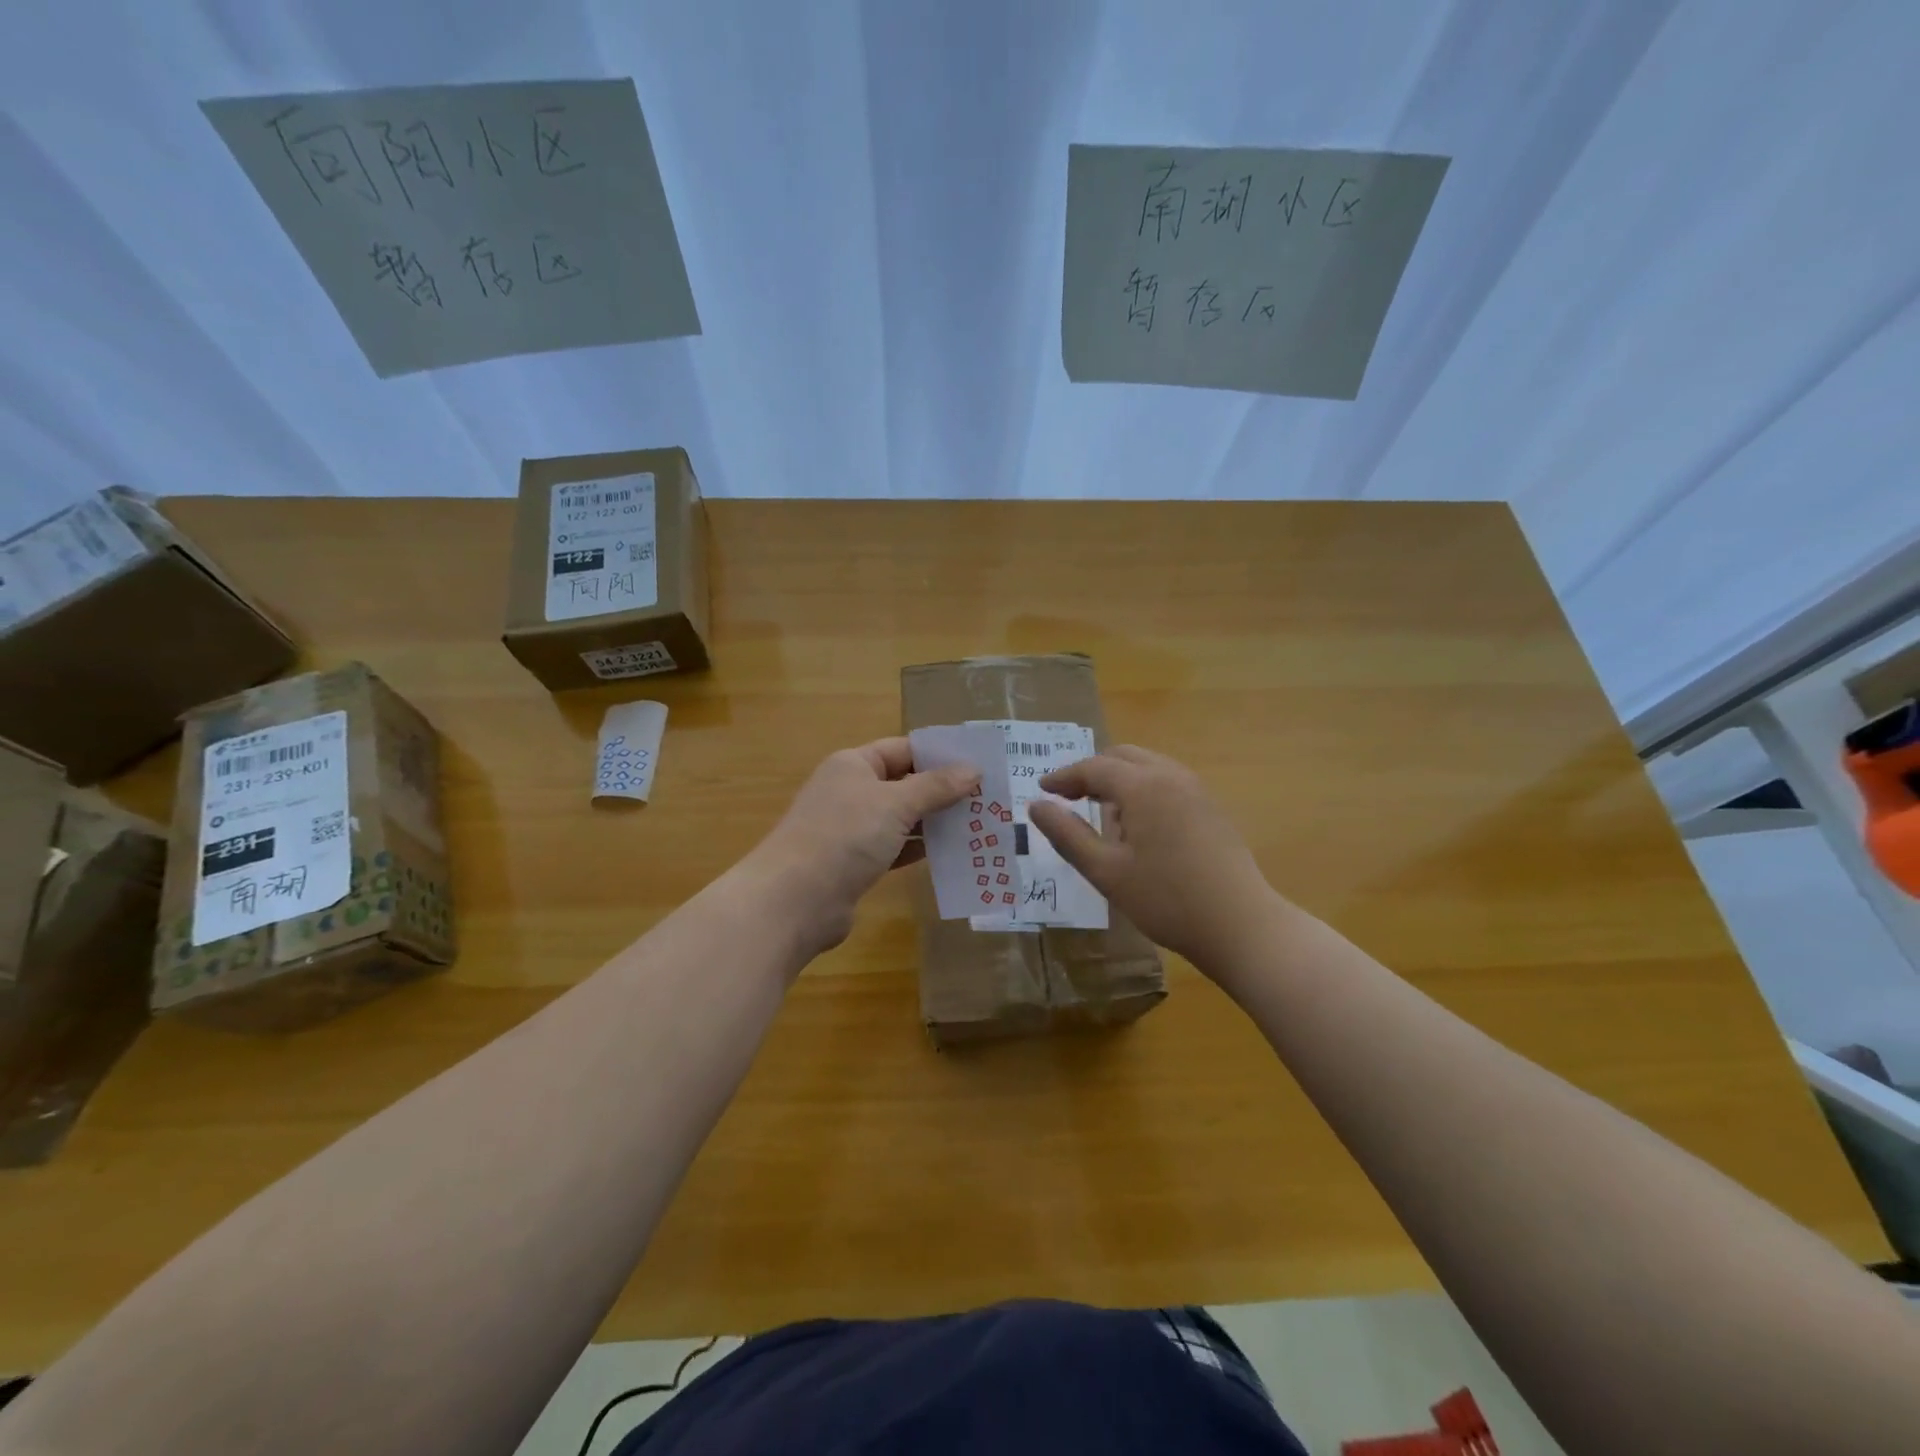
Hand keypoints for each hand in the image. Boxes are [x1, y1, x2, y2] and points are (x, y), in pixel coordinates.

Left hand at [749, 737, 979, 955]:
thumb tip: (973, 770)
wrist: (794, 900)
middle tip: (987, 799)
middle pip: (904, 784)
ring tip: (978, 826)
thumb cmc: (845, 836)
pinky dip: (919, 850)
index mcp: (854, 765)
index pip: (903, 749)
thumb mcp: (896, 804)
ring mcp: (851, 829)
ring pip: (901, 818)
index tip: (978, 765)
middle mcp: (851, 791)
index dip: (939, 755)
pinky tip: (950, 854)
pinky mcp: (855, 864)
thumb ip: (936, 786)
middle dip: (942, 791)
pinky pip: (895, 848)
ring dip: (935, 822)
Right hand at [1028, 745, 1278, 971]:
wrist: (1241, 925)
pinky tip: (1139, 827)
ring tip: (1102, 814)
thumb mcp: (1106, 871)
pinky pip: (1167, 782)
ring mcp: (1197, 790)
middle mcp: (1171, 776)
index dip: (1064, 777)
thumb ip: (1067, 835)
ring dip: (1119, 780)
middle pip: (1122, 757)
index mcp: (1143, 786)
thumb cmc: (1166, 900)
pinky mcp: (1211, 808)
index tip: (1042, 790)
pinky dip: (1143, 789)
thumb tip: (1036, 806)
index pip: (1094, 767)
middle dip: (1092, 772)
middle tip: (1068, 797)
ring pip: (1147, 766)